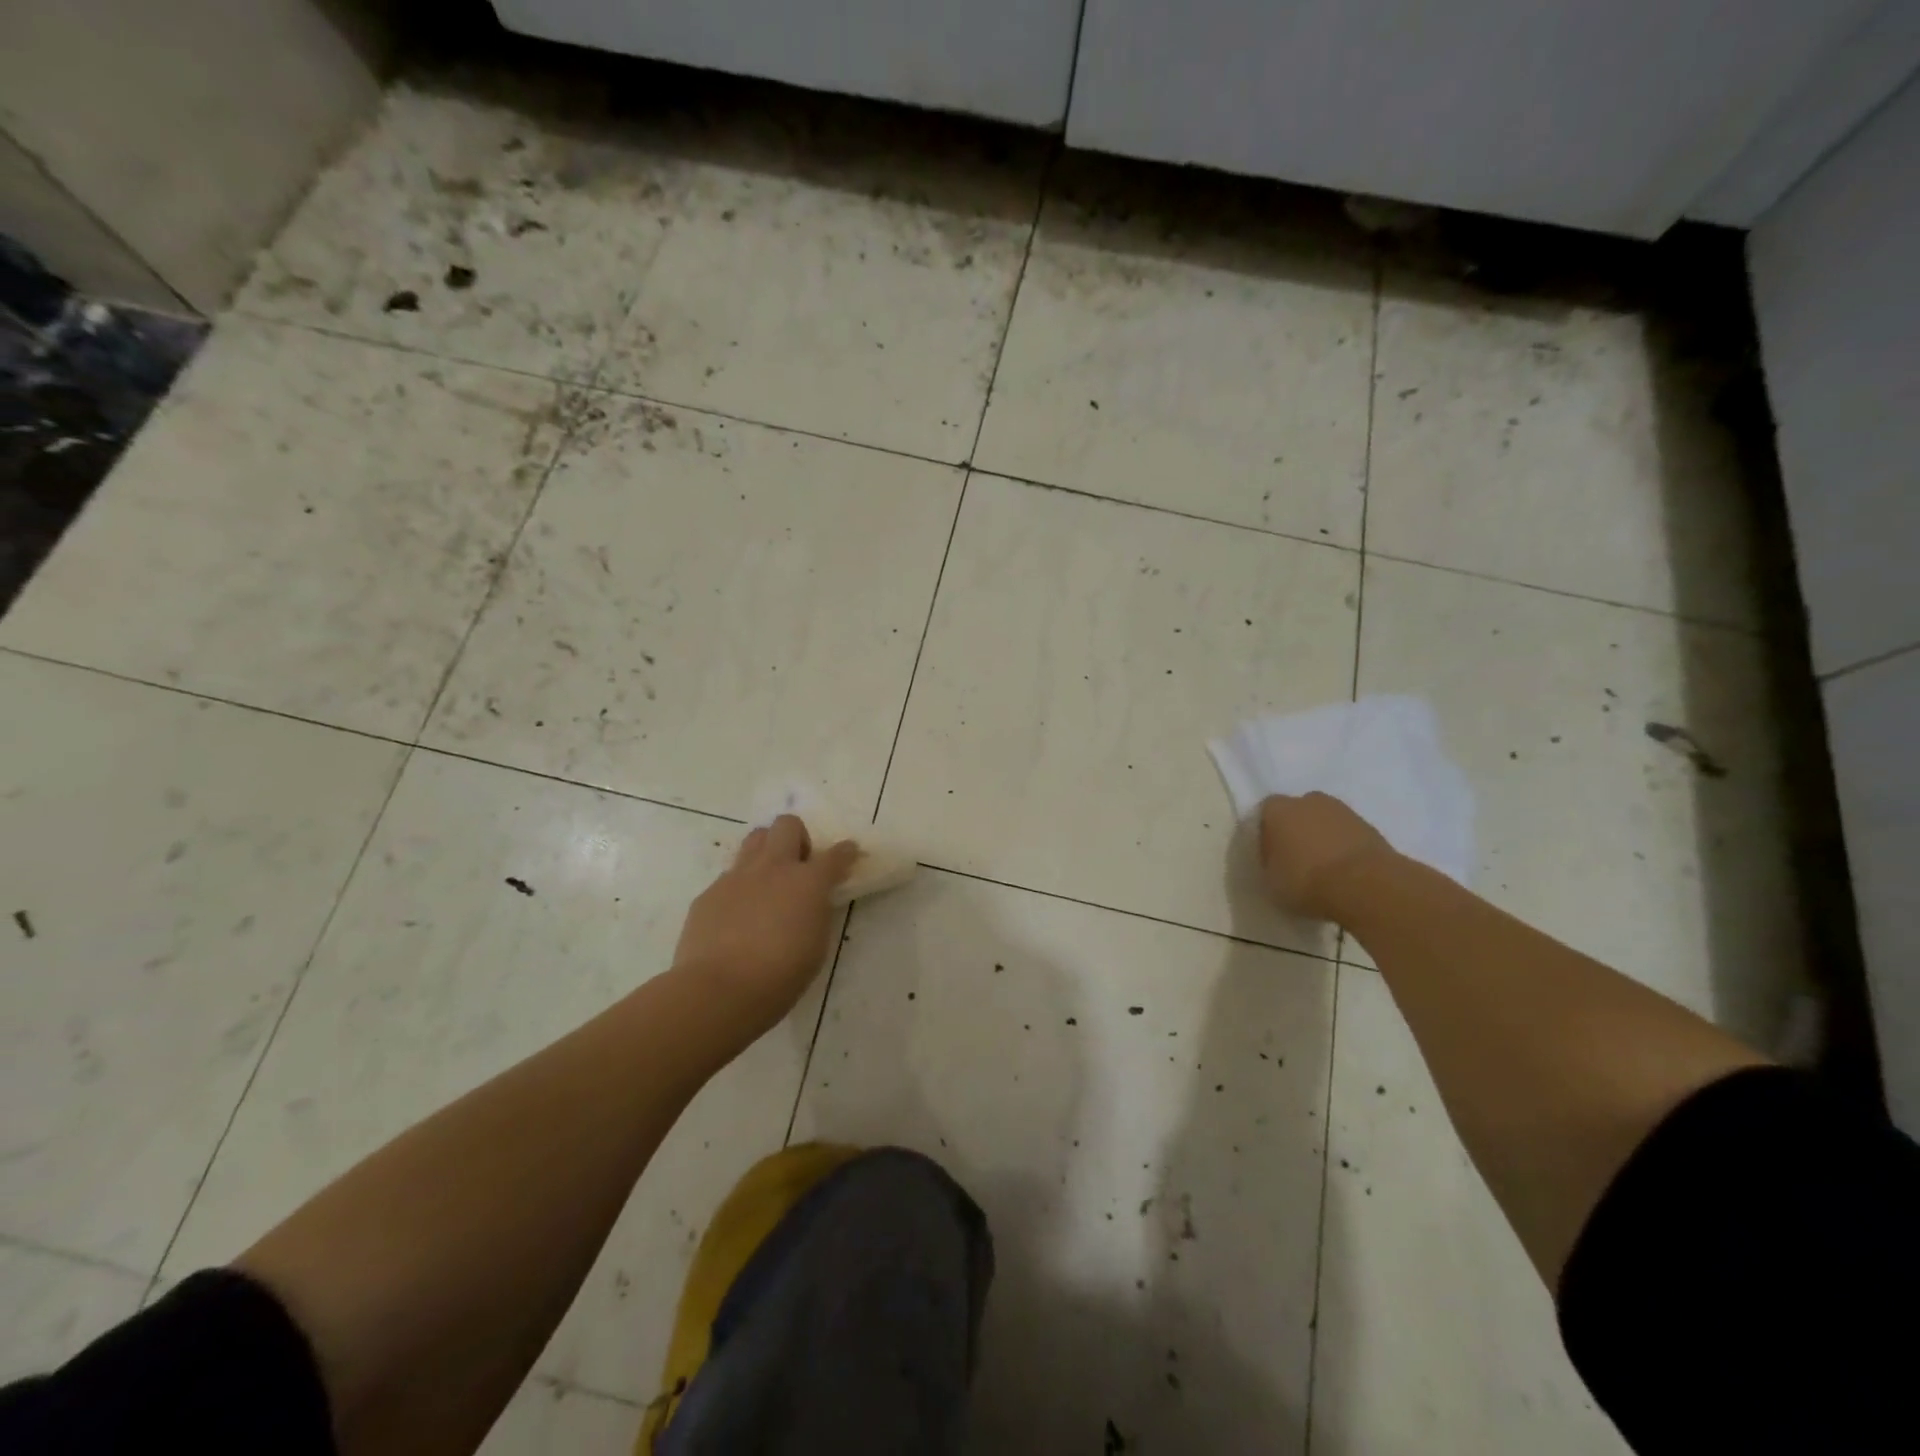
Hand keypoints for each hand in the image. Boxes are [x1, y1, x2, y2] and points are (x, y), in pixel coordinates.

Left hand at [673, 815, 857, 1036]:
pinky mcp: (709, 893)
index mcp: (808, 882)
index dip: (845, 852)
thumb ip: (816, 913)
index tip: (849, 853)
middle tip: (799, 866)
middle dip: (798, 837)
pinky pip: (729, 876)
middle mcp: (773, 868)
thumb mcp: (816, 945)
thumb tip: (811, 902)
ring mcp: (737, 877)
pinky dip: (739, 888)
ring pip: (755, 839)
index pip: (835, 855)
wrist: (719, 990)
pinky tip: (737, 917)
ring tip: (768, 881)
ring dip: (767, 851)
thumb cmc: (781, 975)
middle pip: (787, 825)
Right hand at [1259, 793, 1394, 921]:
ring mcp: (1342, 810)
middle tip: (1298, 861)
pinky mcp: (1370, 826)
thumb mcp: (1270, 882)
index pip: (1264, 816)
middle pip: (1296, 813)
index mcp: (1277, 810)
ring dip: (1323, 839)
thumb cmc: (1306, 880)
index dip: (1266, 837)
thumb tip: (1276, 863)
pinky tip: (1346, 872)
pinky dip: (1345, 848)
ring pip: (1325, 822)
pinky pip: (1348, 835)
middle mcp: (1307, 801)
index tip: (1272, 860)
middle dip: (1296, 832)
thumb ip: (1269, 865)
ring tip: (1325, 870)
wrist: (1366, 885)